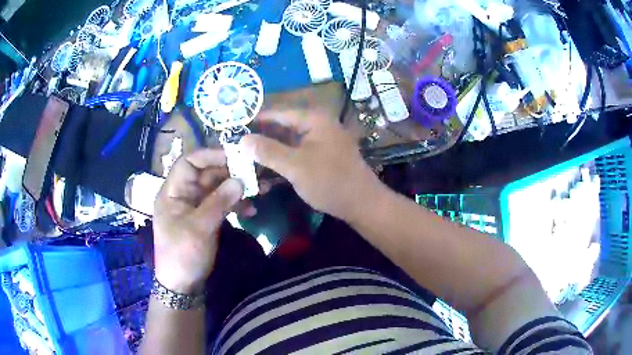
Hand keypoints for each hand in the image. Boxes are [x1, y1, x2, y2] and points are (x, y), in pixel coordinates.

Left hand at [153, 149, 243, 293]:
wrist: (183, 284)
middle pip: (206, 174)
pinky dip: (236, 205)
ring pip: (217, 188)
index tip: (235, 156)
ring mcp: (195, 206)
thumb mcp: (199, 228)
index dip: (210, 155)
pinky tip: (251, 210)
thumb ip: (219, 202)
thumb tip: (240, 180)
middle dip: (230, 172)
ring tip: (259, 190)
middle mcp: (184, 194)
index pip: (189, 162)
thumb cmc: (183, 255)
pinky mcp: (206, 218)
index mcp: (173, 192)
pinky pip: (222, 204)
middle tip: (255, 172)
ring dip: (237, 188)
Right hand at [243, 109, 383, 221]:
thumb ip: (268, 151)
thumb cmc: (330, 180)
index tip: (234, 126)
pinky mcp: (318, 157)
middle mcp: (316, 125)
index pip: (277, 113)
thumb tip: (242, 139)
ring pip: (286, 143)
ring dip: (268, 152)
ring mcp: (318, 142)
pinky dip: (280, 161)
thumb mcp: (296, 165)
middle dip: (259, 137)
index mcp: (313, 119)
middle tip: (235, 145)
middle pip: (281, 127)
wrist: (361, 204)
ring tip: (244, 158)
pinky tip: (264, 172)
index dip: (255, 119)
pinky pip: (294, 154)